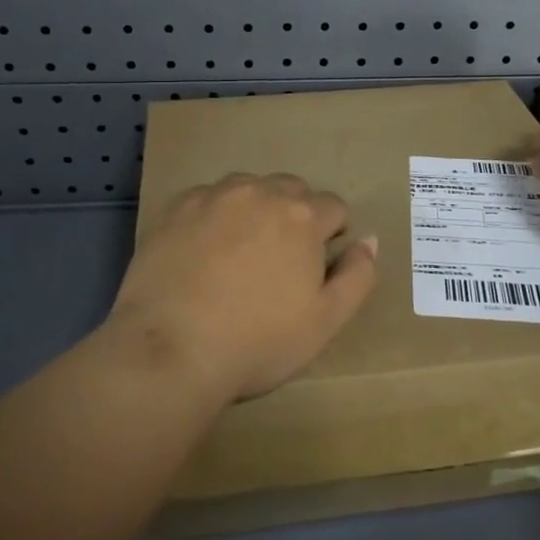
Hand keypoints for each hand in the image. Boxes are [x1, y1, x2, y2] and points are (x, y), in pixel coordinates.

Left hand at [107, 174, 378, 401]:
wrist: (170, 351)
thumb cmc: (258, 342)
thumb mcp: (326, 321)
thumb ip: (358, 276)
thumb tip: (368, 240)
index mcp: (302, 216)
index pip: (333, 207)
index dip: (331, 235)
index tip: (315, 267)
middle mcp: (260, 192)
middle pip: (292, 189)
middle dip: (296, 215)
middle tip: (280, 260)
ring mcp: (214, 196)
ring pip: (249, 188)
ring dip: (255, 209)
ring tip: (240, 252)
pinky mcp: (176, 208)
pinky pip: (207, 198)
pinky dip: (214, 215)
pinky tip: (203, 251)